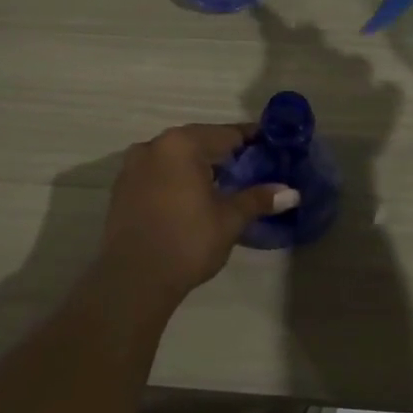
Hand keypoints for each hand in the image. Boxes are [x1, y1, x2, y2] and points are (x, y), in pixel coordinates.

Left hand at [97, 125, 297, 300]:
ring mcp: (133, 166)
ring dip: (198, 167)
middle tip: (251, 170)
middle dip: (224, 154)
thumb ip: (258, 199)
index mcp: (181, 144)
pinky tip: (191, 199)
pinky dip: (177, 179)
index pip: (226, 134)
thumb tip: (291, 192)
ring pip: (175, 158)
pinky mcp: (122, 188)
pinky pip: (158, 173)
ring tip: (223, 186)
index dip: (252, 140)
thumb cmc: (187, 241)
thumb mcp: (229, 219)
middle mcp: (153, 145)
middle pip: (198, 142)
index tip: (272, 147)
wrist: (133, 278)